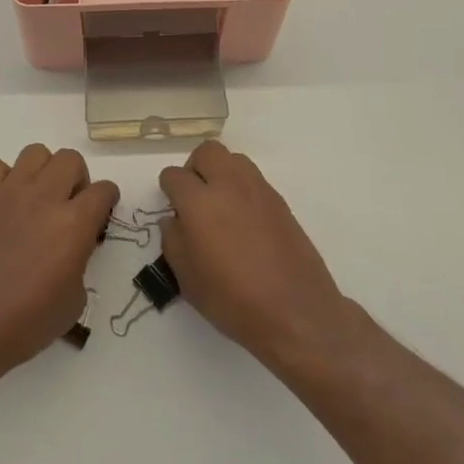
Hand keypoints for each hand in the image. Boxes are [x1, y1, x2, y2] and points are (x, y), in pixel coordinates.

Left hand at [0, 144, 117, 386]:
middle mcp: (45, 198)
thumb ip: (80, 260)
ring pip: (35, 152)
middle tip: (70, 205)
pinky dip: (1, 176)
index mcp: (74, 224)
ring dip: (43, 171)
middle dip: (77, 179)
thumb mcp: (75, 299)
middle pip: (71, 159)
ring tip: (38, 198)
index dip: (107, 201)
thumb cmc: (28, 322)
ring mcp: (11, 193)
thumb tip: (72, 247)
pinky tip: (5, 201)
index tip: (101, 214)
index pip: (103, 190)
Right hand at [158, 141, 352, 370]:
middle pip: (207, 152)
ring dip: (222, 172)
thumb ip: (173, 241)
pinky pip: (254, 179)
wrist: (295, 311)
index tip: (173, 209)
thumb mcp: (187, 280)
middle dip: (195, 168)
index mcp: (199, 202)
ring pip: (233, 159)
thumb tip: (173, 220)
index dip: (169, 190)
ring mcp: (258, 190)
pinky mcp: (280, 201)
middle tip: (195, 198)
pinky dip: (243, 189)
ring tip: (221, 206)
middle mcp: (228, 185)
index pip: (174, 175)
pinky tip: (245, 221)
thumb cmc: (233, 300)